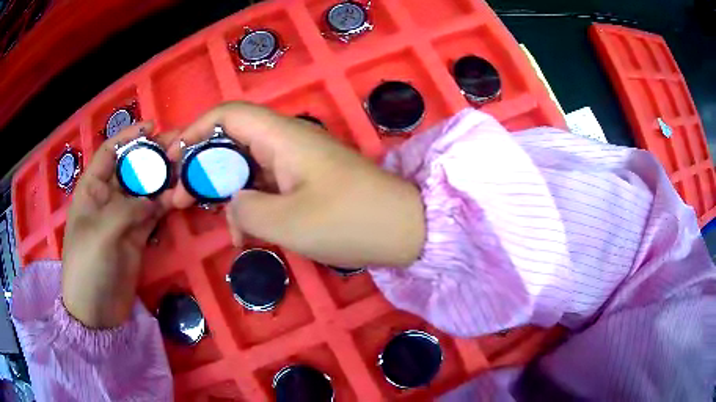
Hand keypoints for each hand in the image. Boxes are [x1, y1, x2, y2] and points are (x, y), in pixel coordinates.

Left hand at [62, 122, 175, 327]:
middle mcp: (108, 198)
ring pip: (145, 189)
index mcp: (92, 189)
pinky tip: (181, 196)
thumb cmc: (88, 267)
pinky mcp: (137, 235)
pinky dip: (166, 204)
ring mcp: (124, 217)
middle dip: (153, 155)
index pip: (110, 152)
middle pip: (132, 168)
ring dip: (164, 178)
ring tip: (186, 167)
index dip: (129, 137)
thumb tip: (156, 199)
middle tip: (180, 145)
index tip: (152, 127)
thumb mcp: (101, 233)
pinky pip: (153, 213)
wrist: (97, 311)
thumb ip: (128, 209)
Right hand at [168, 102, 425, 267]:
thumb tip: (233, 203)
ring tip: (196, 214)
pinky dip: (248, 207)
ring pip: (245, 167)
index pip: (229, 115)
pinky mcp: (305, 184)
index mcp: (282, 138)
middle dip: (199, 166)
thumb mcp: (288, 222)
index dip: (196, 130)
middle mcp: (287, 143)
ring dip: (220, 190)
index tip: (172, 158)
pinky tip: (241, 235)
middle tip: (176, 197)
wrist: (404, 230)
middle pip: (231, 142)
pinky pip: (265, 187)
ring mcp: (297, 164)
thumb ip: (246, 209)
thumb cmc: (350, 221)